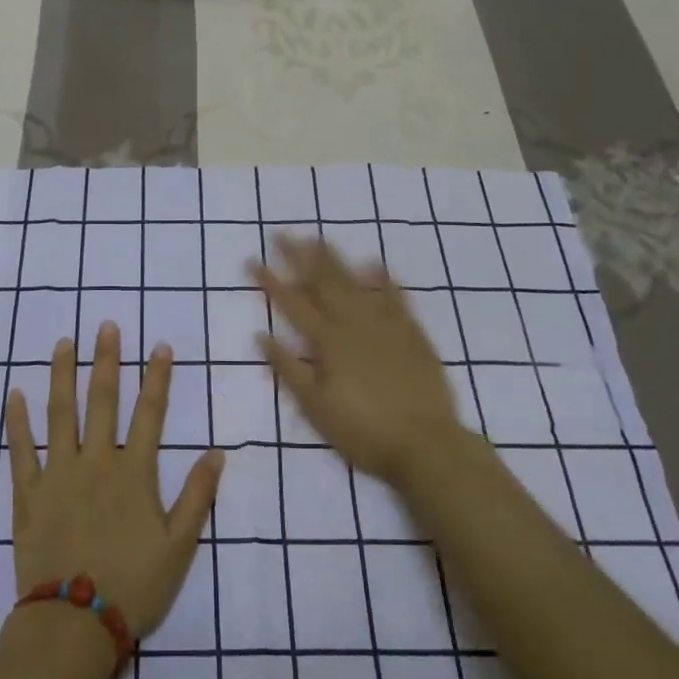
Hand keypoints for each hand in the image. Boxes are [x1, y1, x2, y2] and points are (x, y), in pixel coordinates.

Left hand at [6, 322, 223, 636]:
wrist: (73, 626)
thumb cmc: (133, 586)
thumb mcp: (178, 546)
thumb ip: (197, 496)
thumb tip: (217, 453)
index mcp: (133, 472)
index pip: (150, 413)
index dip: (157, 378)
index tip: (160, 346)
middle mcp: (96, 461)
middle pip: (102, 400)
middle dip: (107, 360)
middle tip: (106, 326)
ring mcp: (58, 474)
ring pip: (60, 413)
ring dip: (62, 374)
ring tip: (63, 344)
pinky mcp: (28, 493)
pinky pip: (21, 450)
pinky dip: (18, 421)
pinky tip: (15, 394)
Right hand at [251, 235, 464, 484]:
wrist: (427, 444)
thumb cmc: (364, 432)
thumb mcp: (316, 408)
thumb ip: (289, 369)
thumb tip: (262, 335)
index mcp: (327, 342)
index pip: (291, 304)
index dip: (270, 281)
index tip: (252, 259)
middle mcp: (353, 323)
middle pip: (322, 283)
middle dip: (299, 257)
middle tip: (283, 234)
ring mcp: (385, 325)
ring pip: (355, 283)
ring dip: (335, 260)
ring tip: (320, 239)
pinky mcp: (412, 333)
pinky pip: (395, 298)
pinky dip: (383, 279)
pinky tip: (375, 264)